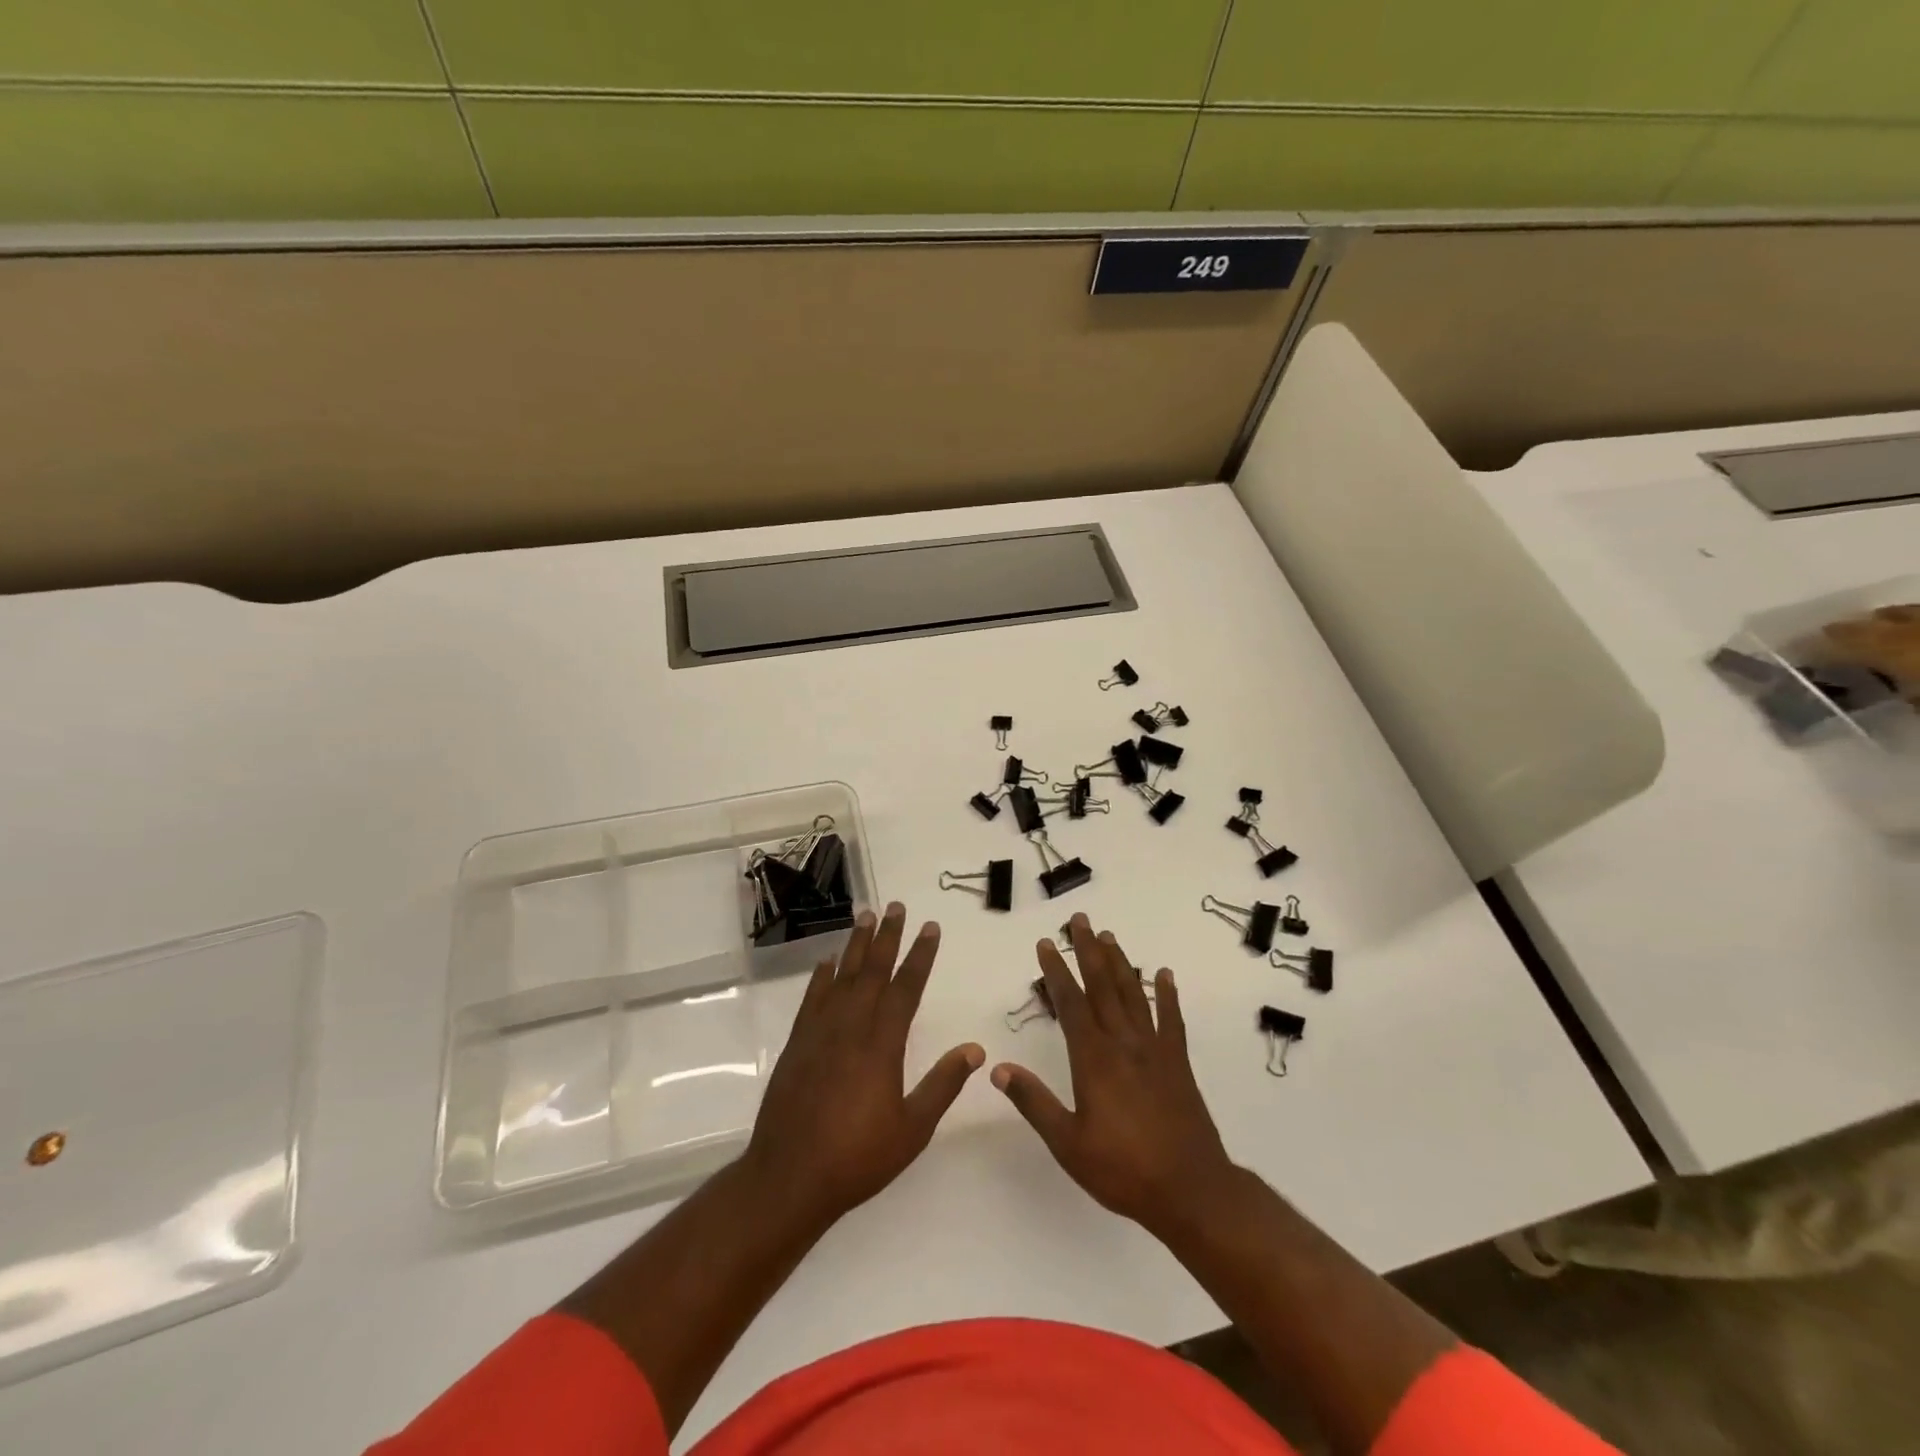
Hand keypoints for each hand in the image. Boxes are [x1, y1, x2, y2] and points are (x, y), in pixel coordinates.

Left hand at [744, 902, 982, 1231]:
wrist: (789, 1177)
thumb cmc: (857, 1157)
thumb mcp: (912, 1129)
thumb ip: (943, 1084)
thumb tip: (976, 1049)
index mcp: (882, 1044)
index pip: (906, 987)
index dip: (920, 955)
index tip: (930, 927)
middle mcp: (851, 1027)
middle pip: (872, 970)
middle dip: (888, 936)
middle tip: (896, 906)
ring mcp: (820, 1032)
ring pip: (842, 976)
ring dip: (855, 945)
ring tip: (865, 915)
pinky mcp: (797, 1043)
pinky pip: (812, 998)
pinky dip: (821, 976)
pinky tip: (827, 962)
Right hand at [993, 913, 1237, 1238]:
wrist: (1191, 1190)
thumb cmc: (1123, 1170)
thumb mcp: (1068, 1143)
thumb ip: (1034, 1102)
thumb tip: (998, 1067)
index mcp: (1094, 1059)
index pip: (1070, 1003)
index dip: (1056, 971)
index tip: (1045, 943)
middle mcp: (1123, 1043)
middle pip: (1103, 986)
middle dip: (1087, 950)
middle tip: (1079, 919)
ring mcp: (1154, 1049)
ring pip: (1134, 994)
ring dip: (1120, 962)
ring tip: (1108, 936)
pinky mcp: (1177, 1063)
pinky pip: (1171, 1019)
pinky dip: (1167, 994)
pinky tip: (1164, 974)